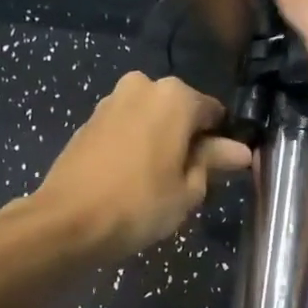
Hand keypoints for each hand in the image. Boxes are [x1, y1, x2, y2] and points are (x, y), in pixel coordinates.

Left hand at [32, 72, 251, 259]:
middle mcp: (143, 86)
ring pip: (151, 118)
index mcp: (175, 97)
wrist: (67, 221)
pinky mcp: (89, 121)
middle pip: (180, 112)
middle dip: (188, 138)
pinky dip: (135, 144)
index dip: (221, 141)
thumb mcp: (189, 189)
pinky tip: (133, 176)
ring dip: (161, 140)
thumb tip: (241, 150)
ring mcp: (111, 101)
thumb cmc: (140, 204)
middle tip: (189, 179)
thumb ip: (214, 161)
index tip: (221, 169)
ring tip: (160, 181)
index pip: (214, 113)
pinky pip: (126, 128)